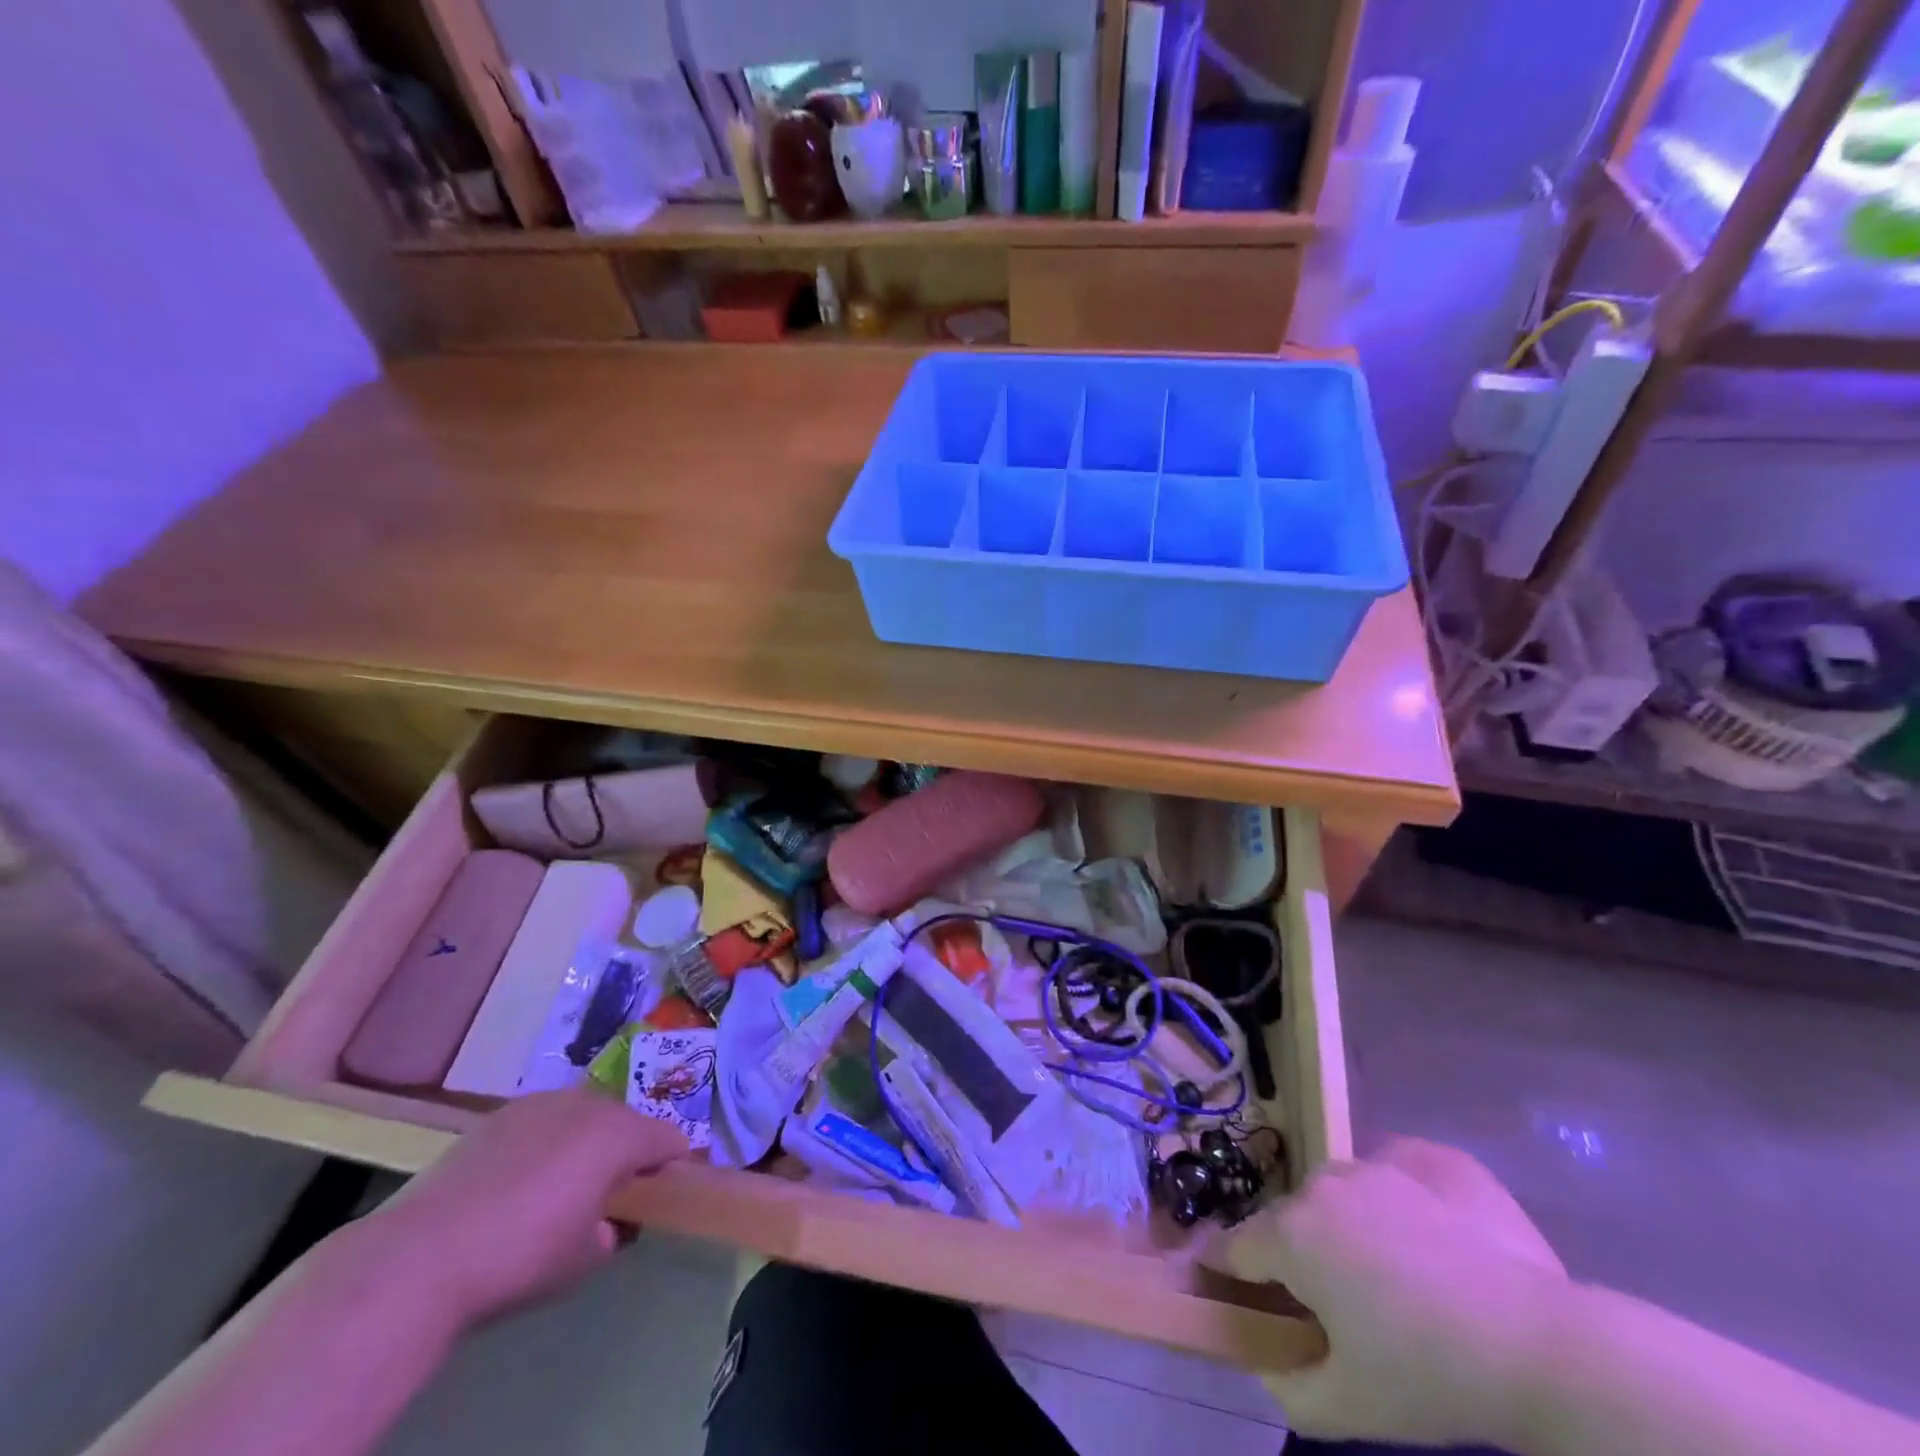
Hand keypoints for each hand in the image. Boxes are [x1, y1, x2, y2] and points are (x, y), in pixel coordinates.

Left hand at [356, 1089, 688, 1329]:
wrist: (420, 1256)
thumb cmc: (520, 1257)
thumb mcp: (583, 1259)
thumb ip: (613, 1232)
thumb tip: (609, 1223)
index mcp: (619, 1134)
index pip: (668, 1139)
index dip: (671, 1166)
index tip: (663, 1194)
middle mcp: (587, 1105)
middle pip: (625, 1121)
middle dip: (626, 1152)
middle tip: (610, 1195)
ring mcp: (540, 1104)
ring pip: (582, 1116)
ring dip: (585, 1142)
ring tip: (560, 1186)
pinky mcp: (498, 1115)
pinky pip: (541, 1122)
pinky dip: (544, 1143)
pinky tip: (518, 1182)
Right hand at [1221, 1138, 1570, 1450]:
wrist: (1545, 1346)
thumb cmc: (1433, 1376)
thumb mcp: (1350, 1407)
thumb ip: (1286, 1386)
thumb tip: (1265, 1361)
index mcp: (1291, 1234)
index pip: (1233, 1247)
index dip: (1227, 1272)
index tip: (1233, 1291)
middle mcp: (1321, 1183)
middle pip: (1290, 1221)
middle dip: (1300, 1257)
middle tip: (1342, 1308)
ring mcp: (1376, 1161)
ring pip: (1340, 1193)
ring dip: (1347, 1226)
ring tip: (1397, 1278)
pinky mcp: (1426, 1154)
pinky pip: (1392, 1171)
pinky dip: (1396, 1198)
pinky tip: (1433, 1237)